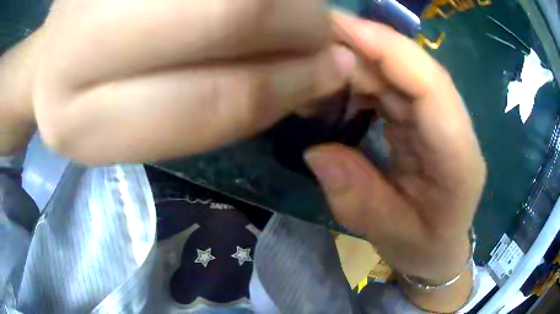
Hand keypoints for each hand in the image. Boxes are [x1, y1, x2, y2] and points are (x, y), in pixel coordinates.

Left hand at [28, 0, 353, 164]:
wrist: (46, 64)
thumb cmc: (88, 104)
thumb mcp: (143, 129)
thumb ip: (221, 105)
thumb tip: (319, 72)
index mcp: (81, 122)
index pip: (212, 99)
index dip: (288, 83)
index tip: (333, 70)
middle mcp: (72, 49)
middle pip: (225, 12)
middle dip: (296, 21)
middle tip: (320, 29)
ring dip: (281, 1)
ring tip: (288, 13)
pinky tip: (252, 7)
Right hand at [304, 11, 485, 300]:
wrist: (439, 249)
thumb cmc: (424, 247)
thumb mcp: (390, 235)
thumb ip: (358, 198)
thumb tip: (316, 150)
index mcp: (459, 160)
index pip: (432, 86)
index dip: (387, 48)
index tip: (337, 27)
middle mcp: (454, 129)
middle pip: (412, 69)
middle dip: (361, 47)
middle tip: (308, 43)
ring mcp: (439, 121)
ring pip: (399, 73)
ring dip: (355, 62)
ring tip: (312, 67)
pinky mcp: (423, 121)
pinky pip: (391, 88)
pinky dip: (359, 80)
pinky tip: (332, 87)